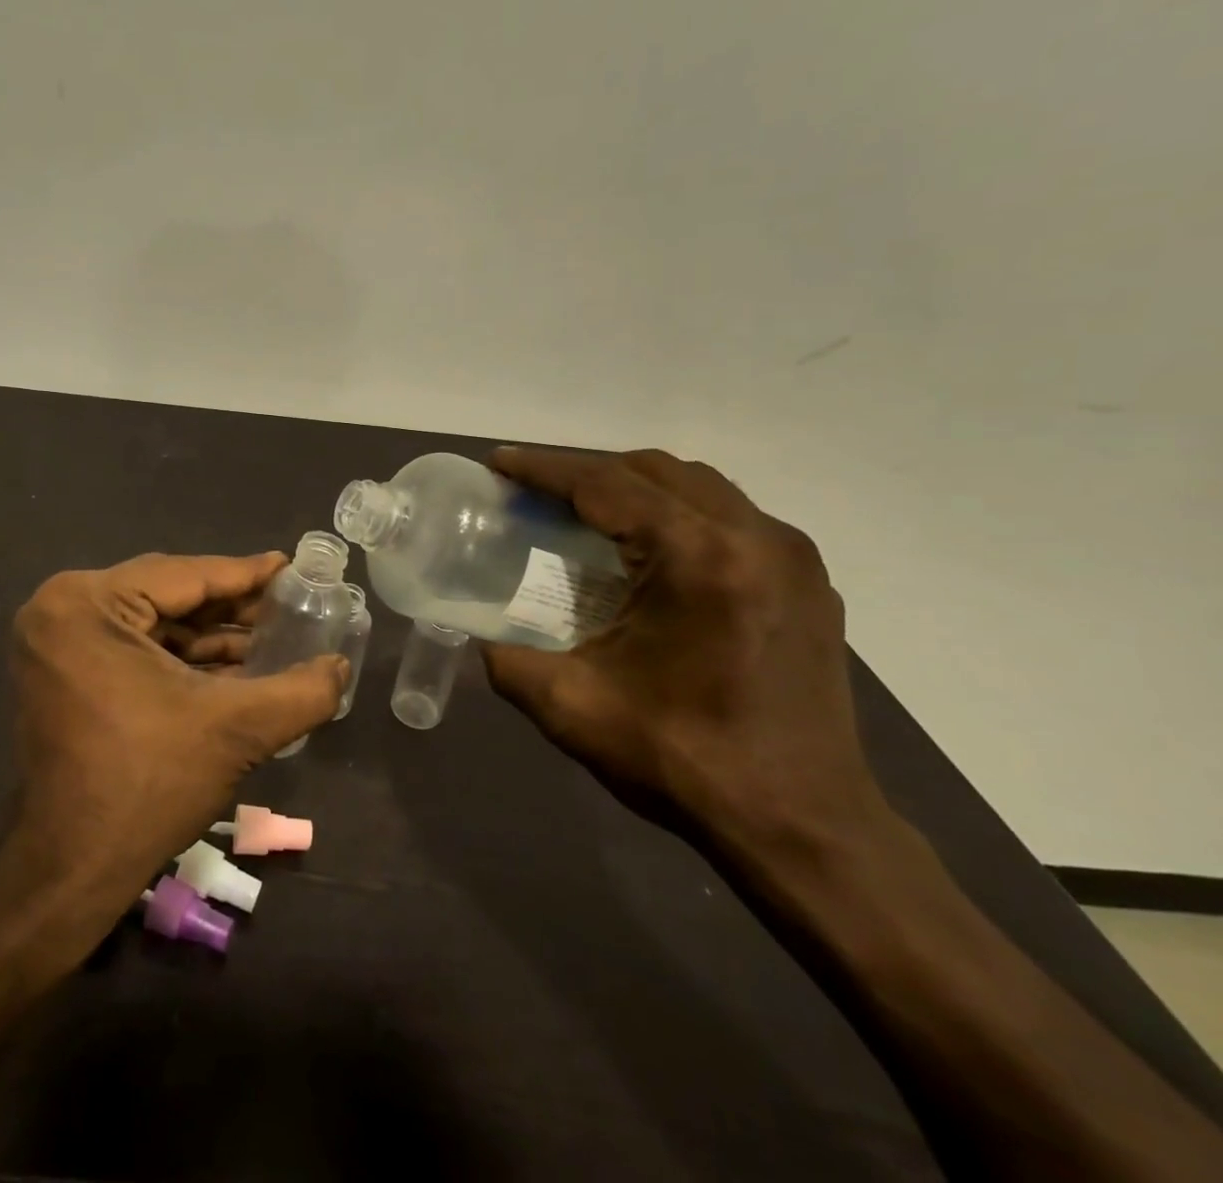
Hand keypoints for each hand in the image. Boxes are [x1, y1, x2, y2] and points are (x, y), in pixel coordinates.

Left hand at [9, 551, 346, 887]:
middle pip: (168, 595)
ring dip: (212, 635)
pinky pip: (135, 648)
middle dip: (232, 607)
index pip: (185, 575)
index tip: (291, 567)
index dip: (246, 574)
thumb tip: (341, 667)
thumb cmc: (149, 786)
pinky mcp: (64, 674)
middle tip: (289, 604)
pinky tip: (236, 667)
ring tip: (273, 638)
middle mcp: (63, 610)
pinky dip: (184, 658)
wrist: (72, 873)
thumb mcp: (237, 729)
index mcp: (87, 603)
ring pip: (154, 623)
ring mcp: (57, 644)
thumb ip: (302, 692)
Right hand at [480, 447, 886, 858]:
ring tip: (588, 513)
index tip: (499, 461)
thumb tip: (481, 637)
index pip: (605, 486)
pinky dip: (679, 512)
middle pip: (653, 471)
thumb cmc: (685, 762)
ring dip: (635, 487)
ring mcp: (791, 557)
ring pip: (698, 486)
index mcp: (697, 559)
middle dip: (587, 472)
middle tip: (537, 492)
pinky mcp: (808, 583)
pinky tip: (652, 551)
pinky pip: (732, 516)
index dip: (544, 468)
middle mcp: (754, 538)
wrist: (804, 829)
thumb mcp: (572, 709)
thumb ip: (508, 661)